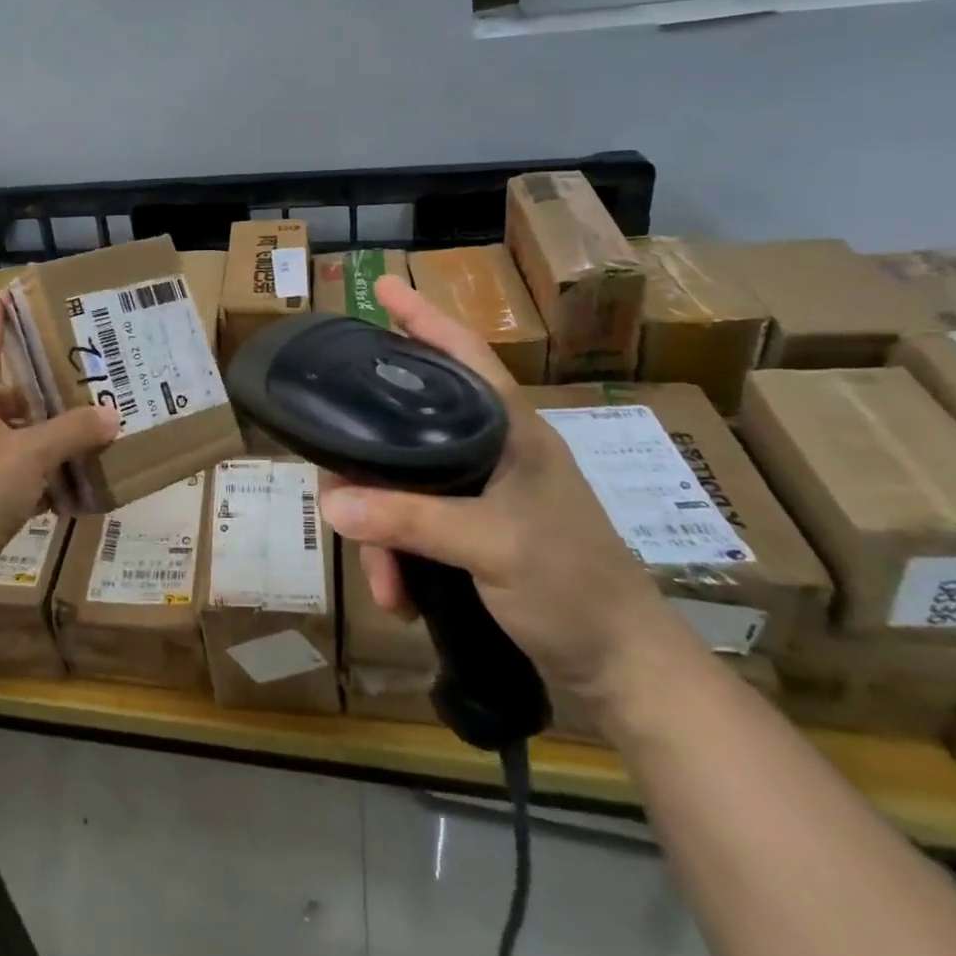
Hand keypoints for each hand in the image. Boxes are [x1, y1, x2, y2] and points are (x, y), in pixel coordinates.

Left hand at [0, 293, 118, 578]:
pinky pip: (18, 478)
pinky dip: (43, 478)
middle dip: (37, 387)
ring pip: (15, 439)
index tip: (4, 296)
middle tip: (74, 374)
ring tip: (84, 426)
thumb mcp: (31, 454)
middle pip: (5, 397)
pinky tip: (73, 485)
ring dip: (45, 435)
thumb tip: (112, 414)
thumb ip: (72, 432)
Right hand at [319, 275, 673, 707]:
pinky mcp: (473, 528)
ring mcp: (481, 490)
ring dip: (381, 533)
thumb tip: (331, 504)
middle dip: (366, 471)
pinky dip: (397, 555)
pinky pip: (411, 522)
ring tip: (383, 583)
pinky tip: (398, 593)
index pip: (462, 353)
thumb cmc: (573, 586)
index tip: (382, 285)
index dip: (422, 316)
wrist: (624, 670)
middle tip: (338, 500)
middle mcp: (491, 449)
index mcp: (509, 429)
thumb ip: (409, 520)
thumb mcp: (491, 546)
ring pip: (401, 483)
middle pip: (405, 427)